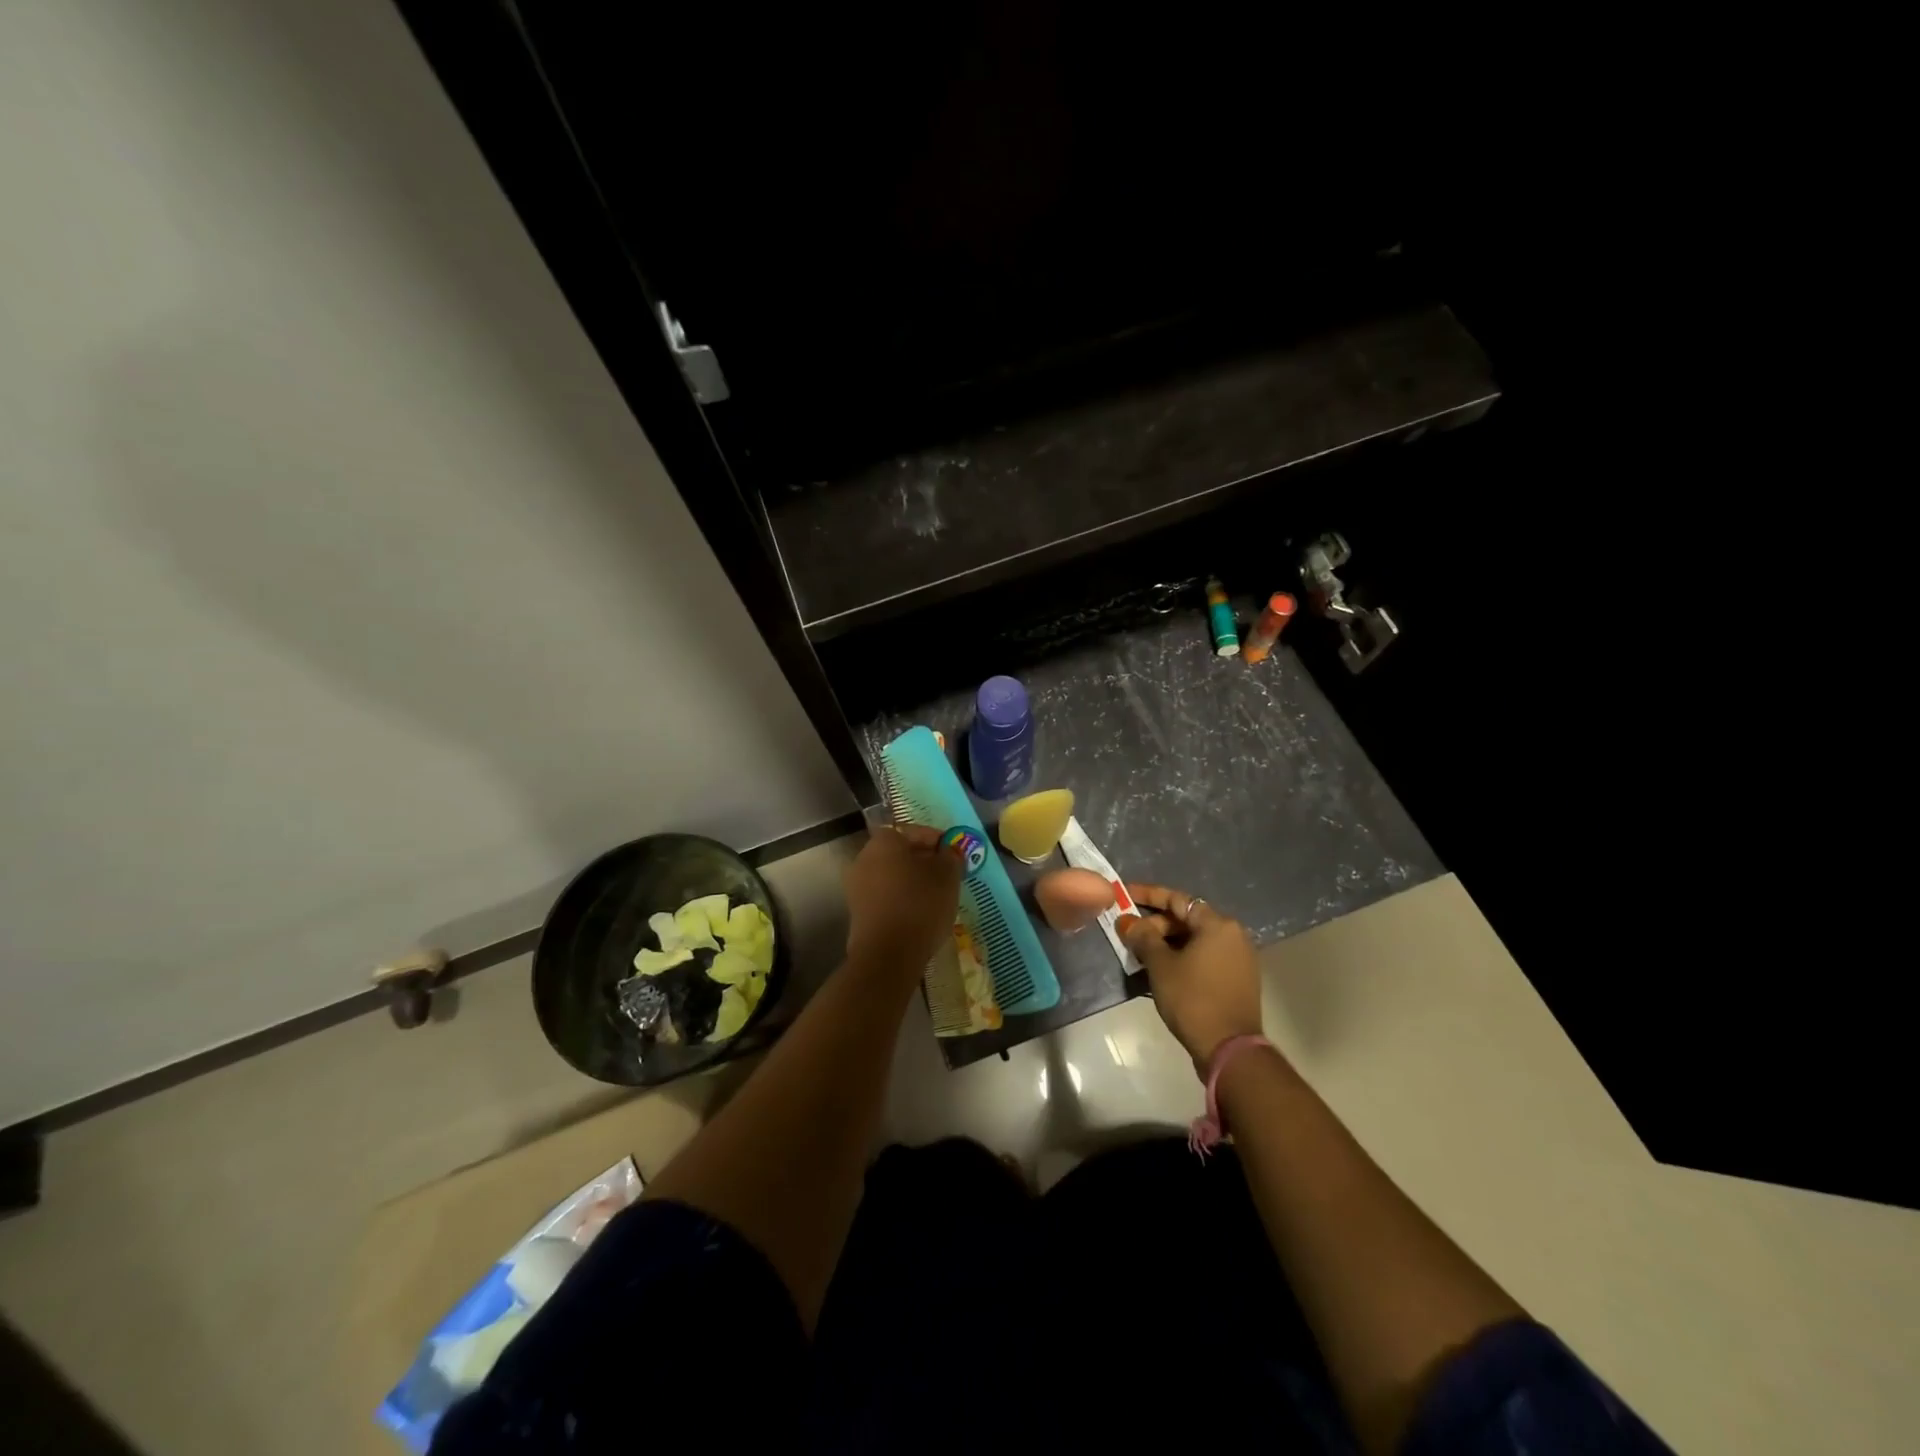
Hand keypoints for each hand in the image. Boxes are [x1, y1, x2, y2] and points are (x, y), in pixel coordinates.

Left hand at [844, 823, 961, 973]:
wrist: (887, 955)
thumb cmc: (920, 905)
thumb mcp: (947, 876)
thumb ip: (950, 857)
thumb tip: (948, 851)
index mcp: (883, 841)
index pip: (914, 831)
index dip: (937, 840)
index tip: (954, 854)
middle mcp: (864, 858)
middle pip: (900, 853)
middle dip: (924, 861)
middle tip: (948, 874)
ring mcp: (857, 887)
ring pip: (892, 875)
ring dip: (913, 881)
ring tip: (937, 896)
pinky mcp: (858, 912)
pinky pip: (885, 896)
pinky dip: (902, 899)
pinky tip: (920, 913)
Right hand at [1119, 884, 1262, 1062]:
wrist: (1229, 1049)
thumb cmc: (1192, 999)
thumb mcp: (1160, 965)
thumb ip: (1142, 937)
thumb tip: (1127, 921)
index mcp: (1217, 924)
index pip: (1177, 899)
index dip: (1148, 895)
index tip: (1124, 894)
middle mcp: (1233, 935)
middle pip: (1187, 919)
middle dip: (1156, 924)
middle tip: (1129, 934)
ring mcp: (1239, 958)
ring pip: (1195, 940)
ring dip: (1167, 943)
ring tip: (1140, 953)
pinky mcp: (1238, 979)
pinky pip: (1205, 957)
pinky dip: (1183, 957)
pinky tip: (1162, 969)